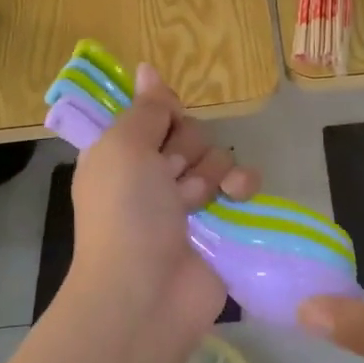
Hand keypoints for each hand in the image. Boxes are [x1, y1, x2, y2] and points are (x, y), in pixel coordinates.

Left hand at [67, 64, 258, 342]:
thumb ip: (145, 109)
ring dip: (208, 173)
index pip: (154, 112)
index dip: (163, 113)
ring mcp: (187, 200)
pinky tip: (236, 196)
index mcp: (121, 153)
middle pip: (188, 132)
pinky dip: (242, 186)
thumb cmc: (126, 213)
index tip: (163, 121)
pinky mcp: (220, 223)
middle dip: (185, 150)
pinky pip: (241, 185)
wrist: (146, 293)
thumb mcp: (123, 148)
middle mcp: (152, 174)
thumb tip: (148, 69)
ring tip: (193, 203)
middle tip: (169, 177)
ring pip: (216, 156)